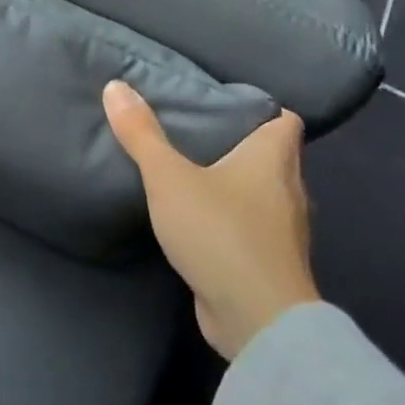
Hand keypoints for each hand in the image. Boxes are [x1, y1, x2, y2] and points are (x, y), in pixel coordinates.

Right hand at [103, 82, 319, 359]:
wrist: (256, 319)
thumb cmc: (220, 232)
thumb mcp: (168, 177)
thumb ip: (141, 134)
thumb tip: (116, 85)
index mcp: (274, 160)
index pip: (286, 121)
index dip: (262, 109)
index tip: (225, 104)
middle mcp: (289, 191)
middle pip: (273, 156)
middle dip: (241, 144)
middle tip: (197, 132)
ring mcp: (283, 232)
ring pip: (263, 194)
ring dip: (236, 185)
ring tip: (193, 172)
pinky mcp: (269, 264)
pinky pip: (251, 228)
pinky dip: (231, 219)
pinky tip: (199, 220)